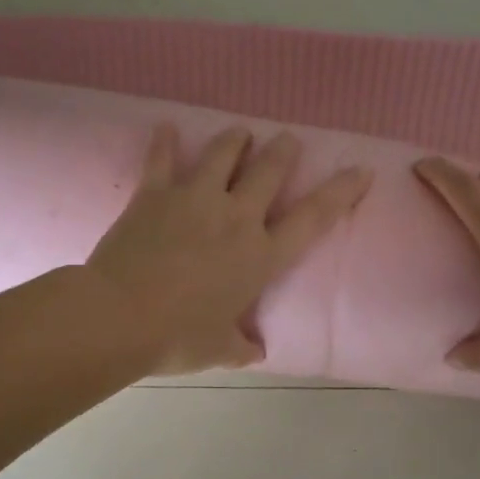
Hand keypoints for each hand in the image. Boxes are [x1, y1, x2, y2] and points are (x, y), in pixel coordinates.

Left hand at [89, 125, 371, 375]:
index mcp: (260, 256)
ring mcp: (194, 199)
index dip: (341, 192)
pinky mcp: (154, 193)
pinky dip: (164, 141)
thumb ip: (241, 346)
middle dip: (283, 151)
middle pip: (269, 171)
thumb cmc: (177, 337)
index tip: (360, 170)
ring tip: (241, 131)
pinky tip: (166, 127)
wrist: (118, 318)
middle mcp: (235, 218)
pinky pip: (161, 158)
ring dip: (236, 139)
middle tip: (288, 139)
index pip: (313, 218)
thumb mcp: (219, 350)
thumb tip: (255, 351)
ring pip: (223, 153)